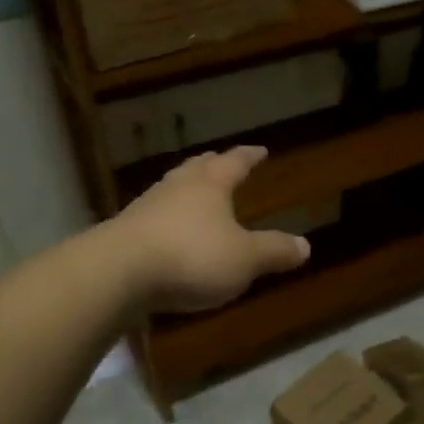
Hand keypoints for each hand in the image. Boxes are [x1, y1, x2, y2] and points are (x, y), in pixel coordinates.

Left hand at [110, 147, 309, 312]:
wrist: (118, 274)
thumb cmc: (192, 256)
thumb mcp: (245, 259)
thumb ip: (274, 251)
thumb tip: (305, 246)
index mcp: (209, 186)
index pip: (234, 163)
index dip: (248, 157)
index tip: (259, 149)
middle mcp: (177, 188)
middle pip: (197, 168)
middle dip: (212, 164)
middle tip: (220, 159)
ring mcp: (146, 208)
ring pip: (172, 189)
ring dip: (186, 189)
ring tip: (195, 192)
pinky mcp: (125, 233)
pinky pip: (155, 217)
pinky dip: (168, 218)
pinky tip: (169, 230)